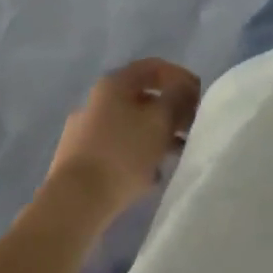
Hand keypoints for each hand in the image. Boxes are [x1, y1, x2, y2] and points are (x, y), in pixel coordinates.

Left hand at [45, 58, 200, 224]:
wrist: (73, 205)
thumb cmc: (122, 153)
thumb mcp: (160, 120)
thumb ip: (178, 98)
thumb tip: (184, 90)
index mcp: (114, 84)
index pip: (154, 67)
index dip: (180, 77)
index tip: (199, 96)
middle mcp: (97, 101)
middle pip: (142, 97)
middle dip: (171, 110)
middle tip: (191, 126)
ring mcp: (85, 132)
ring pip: (131, 125)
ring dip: (157, 135)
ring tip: (177, 153)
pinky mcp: (80, 161)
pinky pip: (118, 149)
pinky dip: (139, 155)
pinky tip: (153, 175)